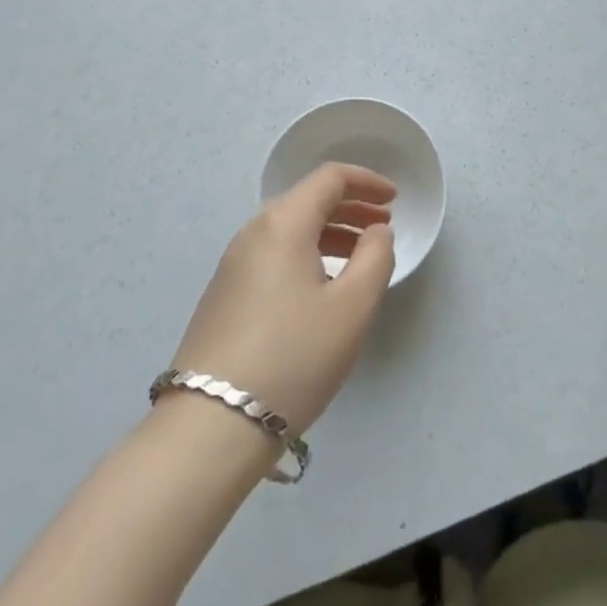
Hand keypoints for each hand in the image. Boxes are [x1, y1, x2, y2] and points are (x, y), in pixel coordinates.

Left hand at [172, 164, 396, 433]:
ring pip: (290, 230)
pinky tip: (322, 289)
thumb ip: (376, 257)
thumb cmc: (294, 356)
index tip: (395, 199)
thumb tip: (377, 231)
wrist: (211, 427)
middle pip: (308, 200)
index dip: (367, 181)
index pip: (329, 178)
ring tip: (360, 259)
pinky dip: (307, 255)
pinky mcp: (224, 296)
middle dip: (351, 207)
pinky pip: (275, 255)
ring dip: (330, 233)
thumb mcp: (352, 307)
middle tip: (383, 227)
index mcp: (284, 223)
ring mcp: (233, 265)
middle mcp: (253, 232)